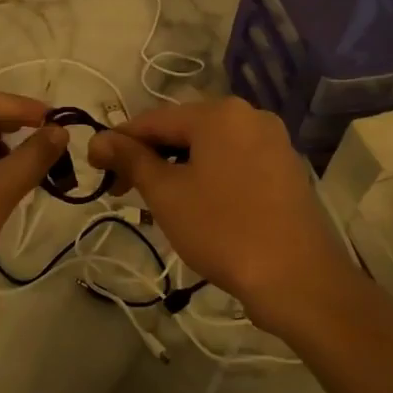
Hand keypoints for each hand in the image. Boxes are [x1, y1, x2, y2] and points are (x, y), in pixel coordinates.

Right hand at [89, 97, 353, 335]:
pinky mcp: (284, 169)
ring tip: (154, 202)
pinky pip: (232, 162)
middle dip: (148, 157)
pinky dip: (206, 176)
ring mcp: (272, 142)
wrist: (298, 279)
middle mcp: (248, 116)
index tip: (94, 168)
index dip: (118, 142)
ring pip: (208, 148)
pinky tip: (193, 205)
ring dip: (175, 168)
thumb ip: (130, 159)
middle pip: (182, 130)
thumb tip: (98, 139)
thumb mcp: (167, 193)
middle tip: (121, 191)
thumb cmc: (223, 229)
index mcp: (219, 113)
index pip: (153, 120)